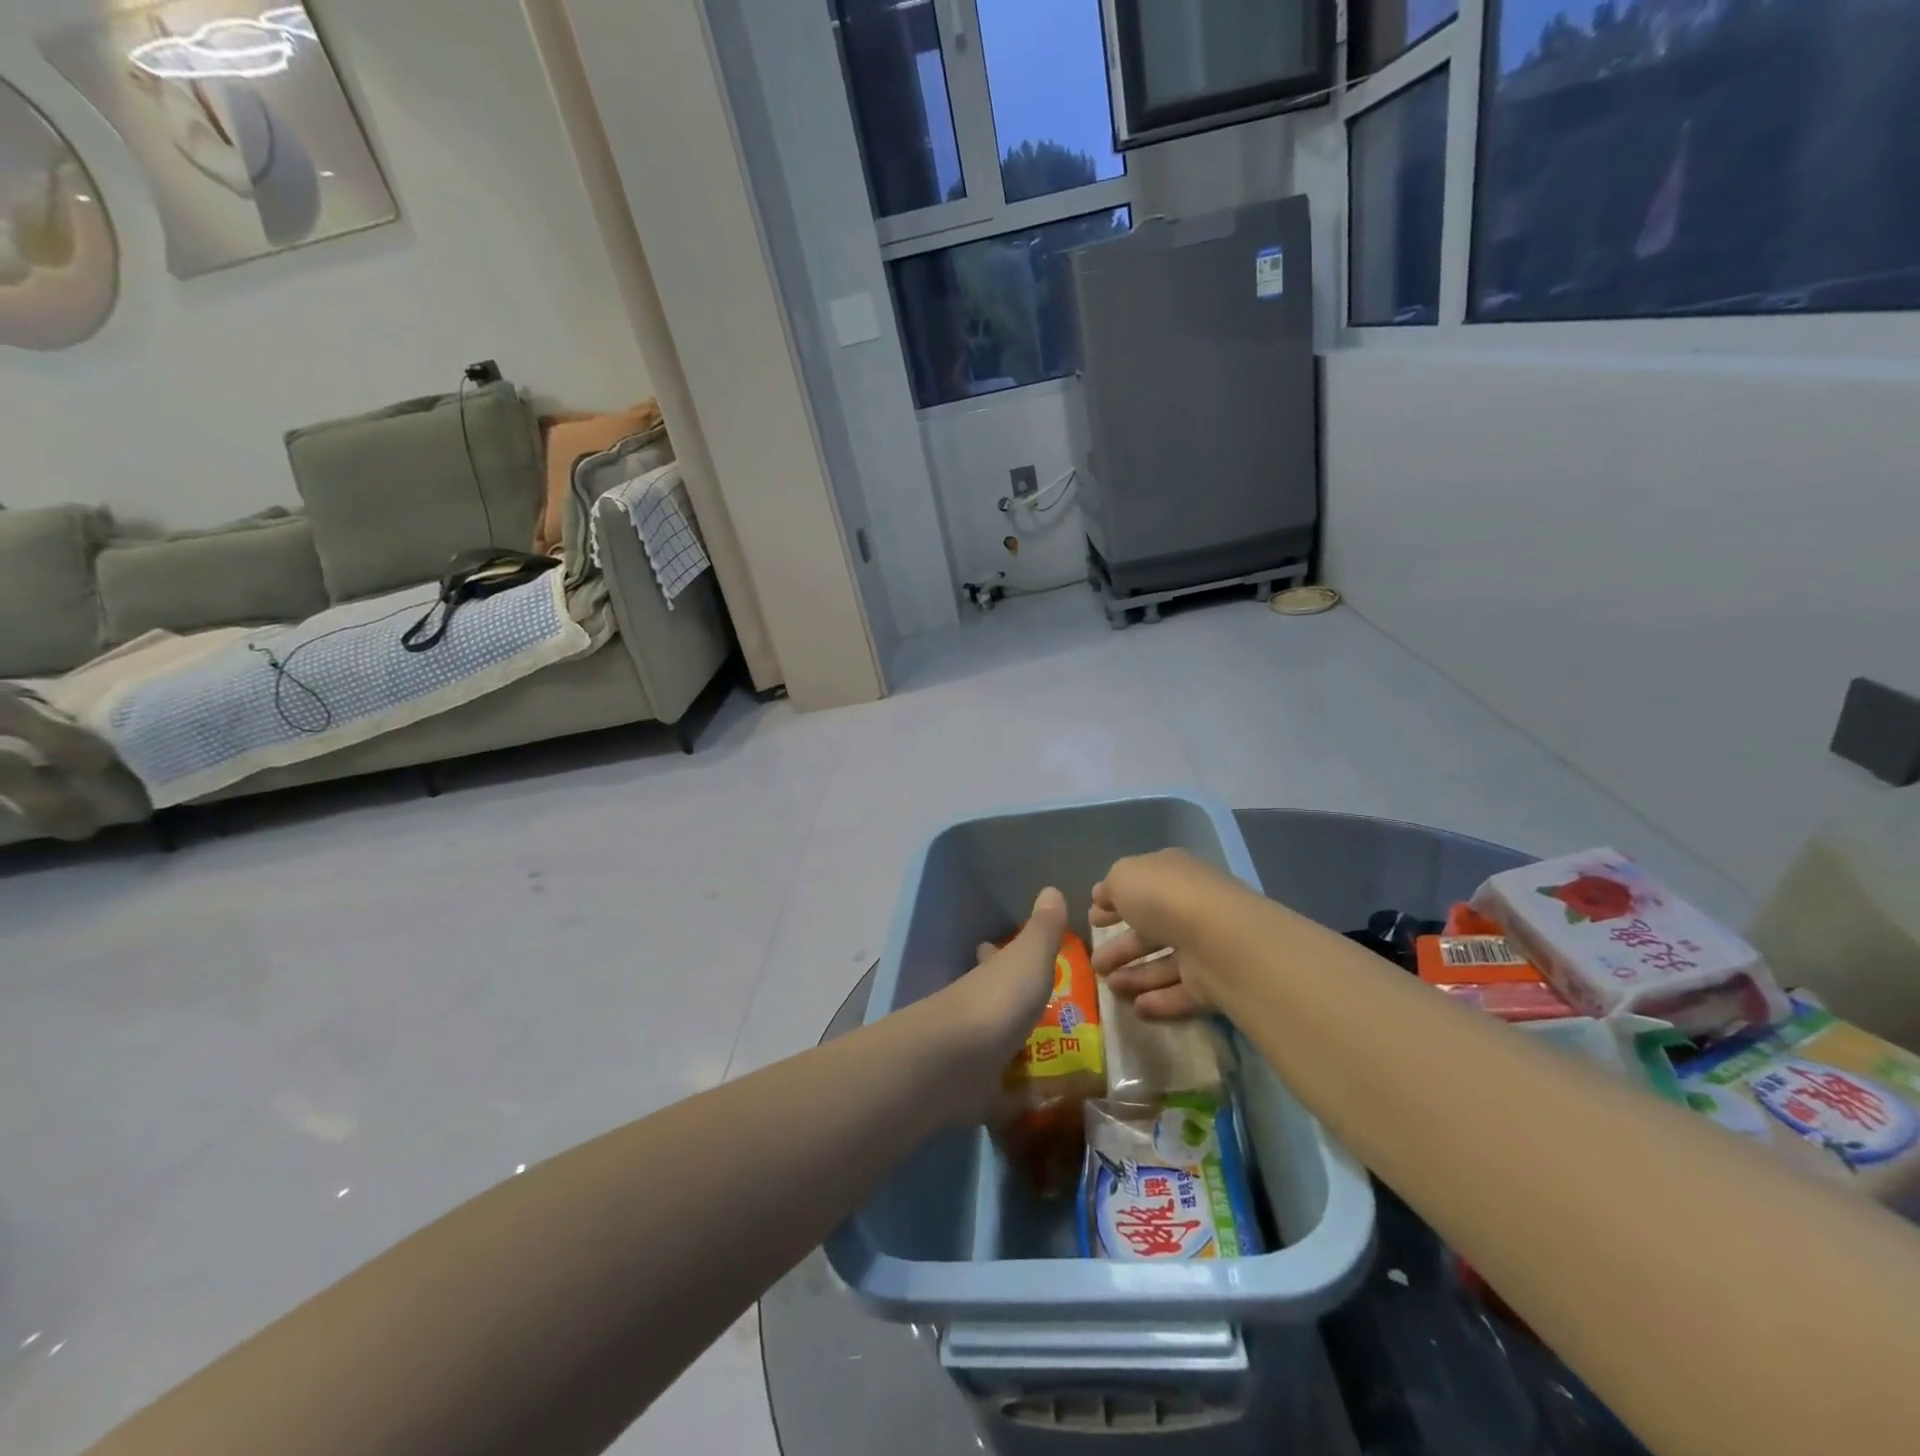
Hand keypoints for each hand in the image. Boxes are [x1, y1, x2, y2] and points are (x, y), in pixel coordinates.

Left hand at [924, 888, 1069, 1119]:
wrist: (955, 1063)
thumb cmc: (997, 1002)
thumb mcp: (1028, 958)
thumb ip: (1043, 930)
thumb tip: (1051, 888)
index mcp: (987, 977)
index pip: (991, 959)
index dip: (997, 954)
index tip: (1004, 952)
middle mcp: (975, 1011)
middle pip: (992, 1004)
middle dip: (1010, 1006)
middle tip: (1046, 1014)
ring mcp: (971, 1054)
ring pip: (995, 1047)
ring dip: (1014, 1050)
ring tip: (1053, 1058)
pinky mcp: (973, 1095)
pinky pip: (999, 1095)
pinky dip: (1014, 1098)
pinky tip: (1038, 1105)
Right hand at [1090, 850, 1245, 1021]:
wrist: (1218, 939)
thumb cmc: (1163, 897)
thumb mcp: (1123, 877)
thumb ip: (1111, 887)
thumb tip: (1104, 898)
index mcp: (1171, 875)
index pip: (1140, 888)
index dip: (1114, 903)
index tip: (1093, 920)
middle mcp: (1189, 908)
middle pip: (1150, 930)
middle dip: (1121, 947)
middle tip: (1095, 964)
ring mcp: (1204, 947)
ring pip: (1164, 963)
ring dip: (1135, 976)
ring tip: (1109, 987)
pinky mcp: (1213, 983)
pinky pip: (1181, 991)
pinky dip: (1159, 999)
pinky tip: (1136, 1008)